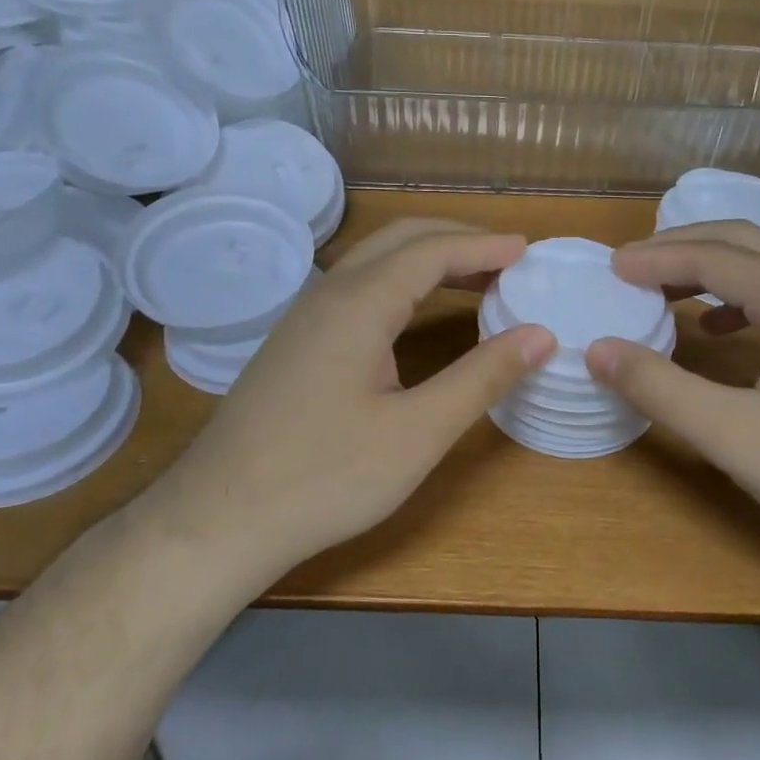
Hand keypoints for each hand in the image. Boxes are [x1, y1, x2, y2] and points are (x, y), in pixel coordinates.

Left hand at [169, 219, 555, 568]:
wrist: (218, 520)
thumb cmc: (326, 477)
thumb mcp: (418, 432)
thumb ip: (482, 377)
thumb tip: (541, 335)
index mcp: (360, 303)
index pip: (433, 251)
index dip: (485, 246)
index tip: (529, 251)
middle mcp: (329, 294)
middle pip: (401, 239)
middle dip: (457, 240)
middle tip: (508, 260)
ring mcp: (305, 317)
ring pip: (375, 261)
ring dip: (428, 259)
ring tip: (476, 281)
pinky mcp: (295, 343)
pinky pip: (358, 288)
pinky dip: (403, 283)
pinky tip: (417, 315)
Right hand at [587, 221, 759, 548]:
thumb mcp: (735, 436)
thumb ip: (661, 389)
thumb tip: (598, 350)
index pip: (715, 256)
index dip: (657, 257)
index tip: (611, 267)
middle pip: (746, 241)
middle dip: (684, 246)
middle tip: (633, 266)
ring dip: (715, 267)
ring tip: (668, 289)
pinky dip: (744, 296)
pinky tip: (723, 328)